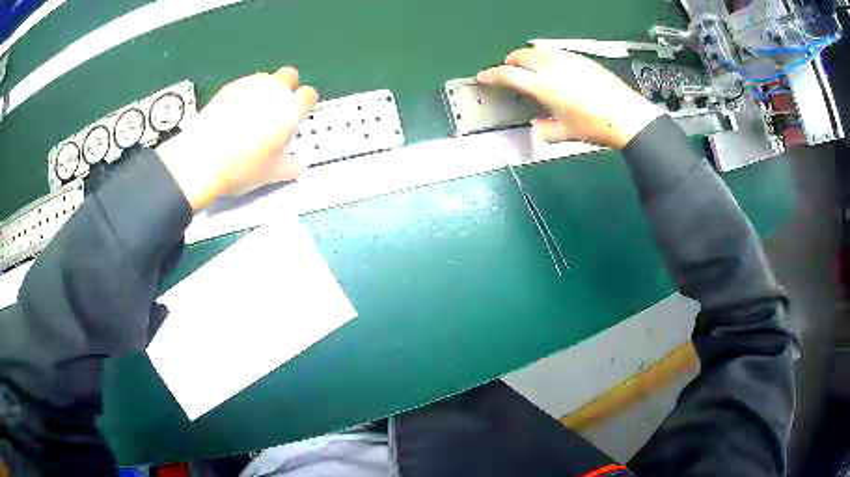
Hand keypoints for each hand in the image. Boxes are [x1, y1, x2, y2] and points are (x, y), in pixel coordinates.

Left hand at [156, 67, 317, 211]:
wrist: (201, 159)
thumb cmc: (241, 166)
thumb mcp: (270, 173)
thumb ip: (289, 167)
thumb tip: (297, 167)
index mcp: (290, 109)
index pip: (309, 94)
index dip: (305, 104)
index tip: (298, 116)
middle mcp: (273, 90)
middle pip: (289, 75)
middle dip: (288, 87)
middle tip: (278, 109)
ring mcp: (249, 85)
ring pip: (265, 77)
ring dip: (265, 89)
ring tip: (254, 112)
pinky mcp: (228, 88)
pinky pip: (243, 85)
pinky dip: (243, 95)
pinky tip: (233, 114)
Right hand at [476, 47, 662, 148]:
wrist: (628, 117)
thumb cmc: (595, 127)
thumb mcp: (567, 134)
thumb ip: (546, 130)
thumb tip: (537, 126)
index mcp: (543, 86)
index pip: (508, 74)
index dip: (491, 75)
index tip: (483, 77)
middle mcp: (552, 67)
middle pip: (521, 55)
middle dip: (510, 62)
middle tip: (509, 72)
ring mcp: (568, 59)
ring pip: (538, 49)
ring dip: (528, 56)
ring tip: (530, 67)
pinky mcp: (582, 58)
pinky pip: (556, 51)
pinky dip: (546, 55)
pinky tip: (554, 67)